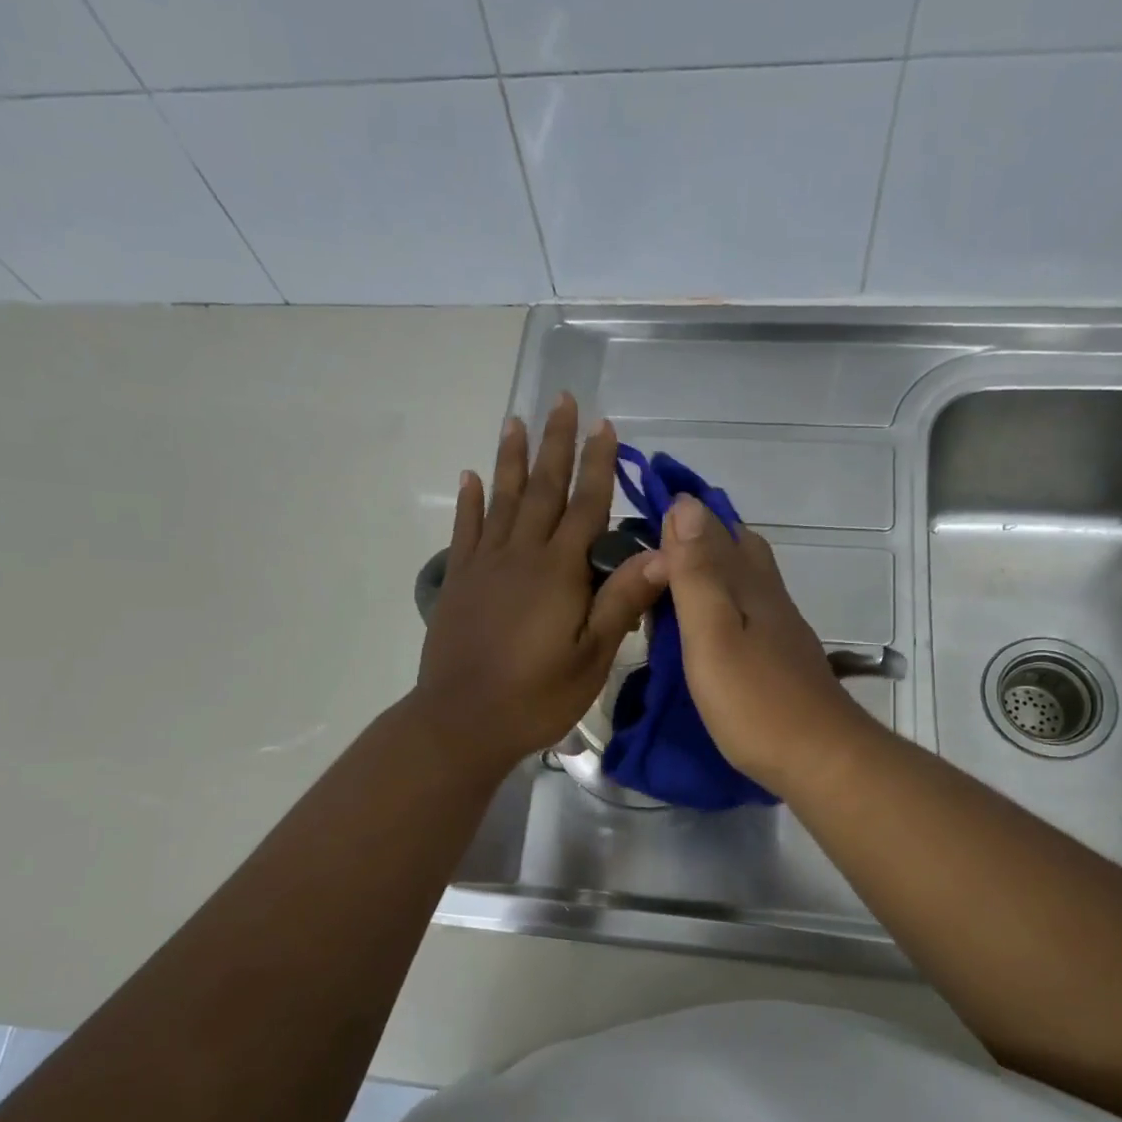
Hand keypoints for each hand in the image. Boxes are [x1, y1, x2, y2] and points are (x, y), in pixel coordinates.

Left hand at [415, 394, 665, 774]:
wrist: (462, 721)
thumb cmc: (536, 696)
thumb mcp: (592, 657)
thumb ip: (621, 601)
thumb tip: (663, 553)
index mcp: (559, 572)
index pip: (585, 505)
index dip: (596, 464)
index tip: (604, 425)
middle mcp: (521, 555)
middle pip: (541, 488)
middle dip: (554, 443)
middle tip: (561, 399)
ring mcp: (485, 565)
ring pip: (501, 499)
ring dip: (510, 458)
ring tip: (515, 420)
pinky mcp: (459, 582)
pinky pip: (466, 530)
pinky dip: (470, 501)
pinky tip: (470, 475)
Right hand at [660, 494, 868, 788]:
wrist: (819, 758)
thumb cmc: (755, 699)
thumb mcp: (712, 633)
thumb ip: (698, 573)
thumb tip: (686, 505)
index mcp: (749, 584)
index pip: (715, 530)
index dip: (681, 518)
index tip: (643, 516)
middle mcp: (769, 597)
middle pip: (738, 549)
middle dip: (699, 538)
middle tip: (654, 552)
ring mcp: (780, 629)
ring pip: (746, 581)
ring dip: (711, 571)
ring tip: (673, 586)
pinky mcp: (782, 658)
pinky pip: (749, 612)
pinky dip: (723, 605)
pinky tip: (710, 627)